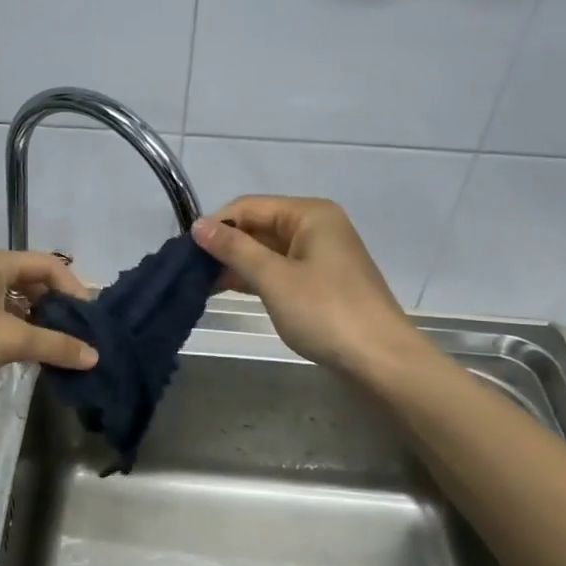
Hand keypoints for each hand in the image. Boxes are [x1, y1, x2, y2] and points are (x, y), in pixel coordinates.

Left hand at [0, 250, 98, 385]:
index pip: (49, 265)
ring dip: (42, 323)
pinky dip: (22, 333)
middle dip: (60, 308)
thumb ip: (55, 345)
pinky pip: (4, 319)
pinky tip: (34, 355)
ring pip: (20, 304)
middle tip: (82, 335)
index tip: (90, 319)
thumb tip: (95, 356)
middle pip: (35, 283)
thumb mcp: (11, 339)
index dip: (74, 289)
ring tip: (63, 348)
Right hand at [190, 197, 433, 379]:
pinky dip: (255, 277)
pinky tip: (228, 290)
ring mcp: (320, 255)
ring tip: (200, 283)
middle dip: (225, 245)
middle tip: (189, 270)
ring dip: (236, 263)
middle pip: (258, 226)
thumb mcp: (274, 279)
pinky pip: (279, 269)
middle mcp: (316, 226)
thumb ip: (234, 249)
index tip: (185, 251)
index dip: (216, 224)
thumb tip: (197, 226)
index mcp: (309, 214)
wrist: (380, 359)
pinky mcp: (320, 281)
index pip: (249, 206)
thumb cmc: (325, 312)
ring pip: (267, 249)